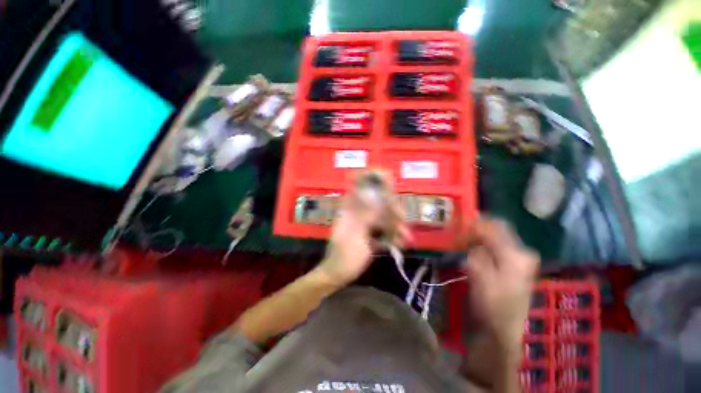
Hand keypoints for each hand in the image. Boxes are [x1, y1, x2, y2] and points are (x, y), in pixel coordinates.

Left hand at [318, 171, 410, 286]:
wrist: (338, 274)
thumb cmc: (343, 256)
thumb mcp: (353, 236)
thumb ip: (364, 217)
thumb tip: (376, 198)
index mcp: (349, 209)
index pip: (357, 185)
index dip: (370, 178)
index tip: (386, 177)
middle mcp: (357, 212)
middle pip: (377, 201)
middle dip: (391, 208)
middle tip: (402, 218)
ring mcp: (364, 223)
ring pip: (383, 216)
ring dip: (395, 225)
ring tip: (405, 237)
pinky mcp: (369, 233)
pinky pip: (383, 229)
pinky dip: (392, 235)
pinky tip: (399, 243)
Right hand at [460, 219, 539, 349]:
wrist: (501, 329)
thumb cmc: (490, 303)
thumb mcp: (479, 275)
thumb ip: (476, 250)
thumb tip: (472, 233)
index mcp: (516, 254)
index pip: (495, 226)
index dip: (474, 223)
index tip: (458, 226)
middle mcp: (522, 253)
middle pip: (497, 229)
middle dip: (476, 229)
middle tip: (459, 234)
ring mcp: (520, 259)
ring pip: (496, 237)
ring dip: (478, 237)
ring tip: (462, 242)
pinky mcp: (514, 265)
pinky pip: (496, 246)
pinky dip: (482, 244)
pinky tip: (472, 250)